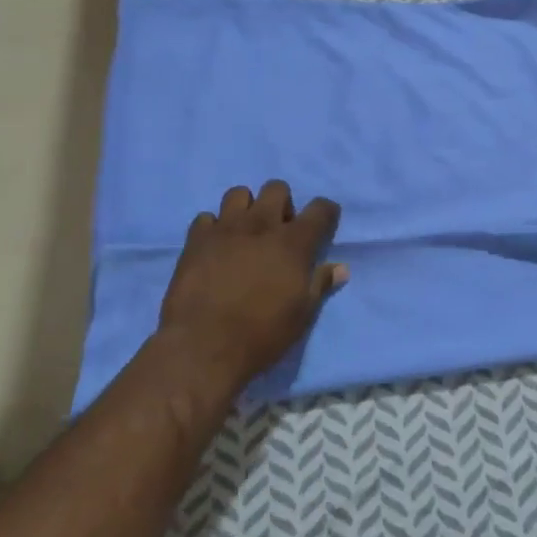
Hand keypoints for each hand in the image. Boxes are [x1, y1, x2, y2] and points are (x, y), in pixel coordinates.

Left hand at [157, 181, 345, 386]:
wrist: (203, 348)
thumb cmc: (261, 334)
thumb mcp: (302, 315)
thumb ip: (321, 284)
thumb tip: (341, 268)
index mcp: (293, 243)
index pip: (320, 209)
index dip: (326, 213)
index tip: (323, 225)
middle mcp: (261, 225)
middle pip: (277, 188)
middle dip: (282, 204)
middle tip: (278, 232)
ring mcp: (225, 229)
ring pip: (238, 193)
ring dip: (246, 208)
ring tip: (244, 233)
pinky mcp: (196, 240)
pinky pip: (206, 218)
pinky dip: (213, 228)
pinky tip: (215, 248)